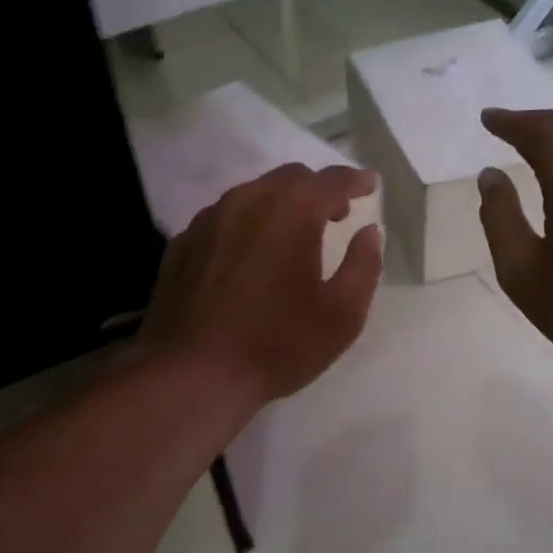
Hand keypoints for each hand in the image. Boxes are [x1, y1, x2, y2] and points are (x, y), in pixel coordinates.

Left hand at [138, 162, 382, 406]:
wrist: (193, 374)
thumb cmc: (278, 344)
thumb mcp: (342, 314)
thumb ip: (363, 265)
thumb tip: (369, 232)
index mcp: (292, 211)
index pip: (331, 180)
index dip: (355, 181)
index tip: (369, 186)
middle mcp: (247, 201)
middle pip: (289, 178)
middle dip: (317, 190)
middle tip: (335, 213)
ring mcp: (208, 220)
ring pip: (251, 195)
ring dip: (279, 204)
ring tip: (292, 233)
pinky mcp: (182, 244)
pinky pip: (222, 219)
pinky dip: (245, 225)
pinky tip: (248, 254)